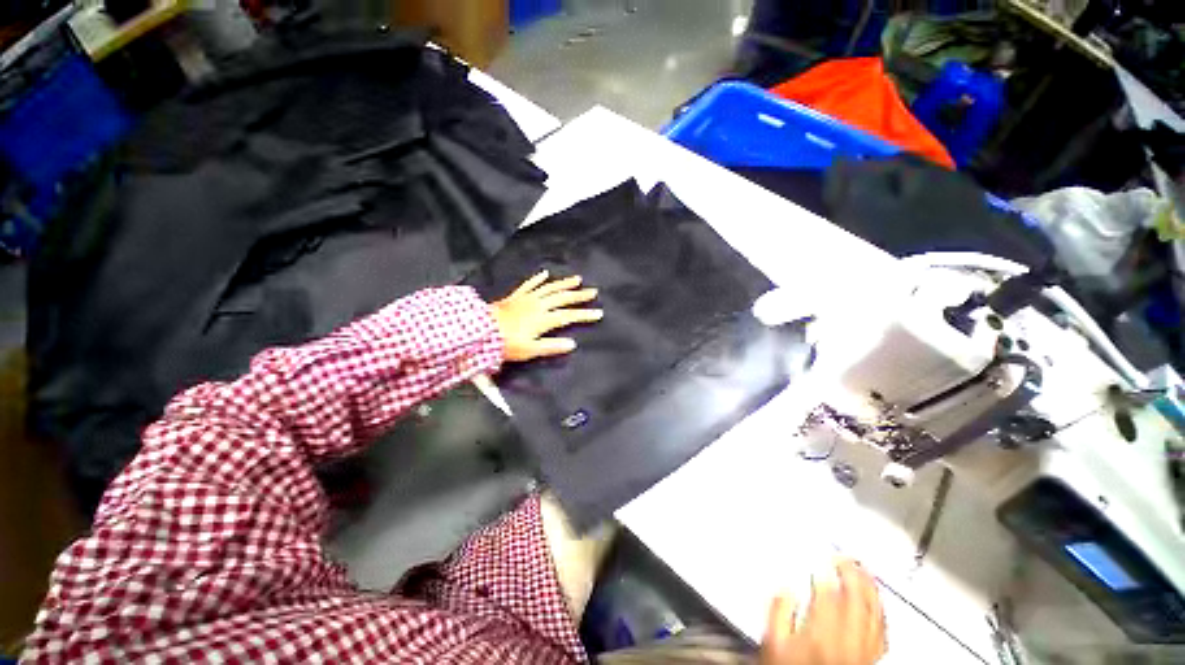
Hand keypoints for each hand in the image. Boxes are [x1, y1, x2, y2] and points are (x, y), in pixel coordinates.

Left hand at [489, 271, 602, 362]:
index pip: (569, 316)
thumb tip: (572, 344)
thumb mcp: (531, 349)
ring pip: (550, 288)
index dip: (585, 314)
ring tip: (577, 279)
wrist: (482, 331)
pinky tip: (545, 274)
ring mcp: (527, 298)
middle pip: (563, 298)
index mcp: (544, 319)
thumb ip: (552, 346)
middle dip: (579, 295)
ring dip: (564, 283)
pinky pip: (530, 284)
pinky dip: (538, 279)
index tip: (599, 313)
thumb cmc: (507, 343)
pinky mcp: (516, 295)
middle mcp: (538, 305)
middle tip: (593, 291)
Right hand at [760, 560, 886, 664]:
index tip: (824, 559)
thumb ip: (778, 613)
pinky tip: (876, 605)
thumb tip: (785, 590)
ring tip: (865, 571)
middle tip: (846, 558)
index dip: (828, 573)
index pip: (830, 594)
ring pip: (873, 616)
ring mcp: (863, 652)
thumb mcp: (774, 642)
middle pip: (856, 601)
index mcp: (821, 632)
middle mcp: (847, 640)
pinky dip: (880, 614)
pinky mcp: (871, 660)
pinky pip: (882, 634)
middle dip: (852, 575)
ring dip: (870, 590)